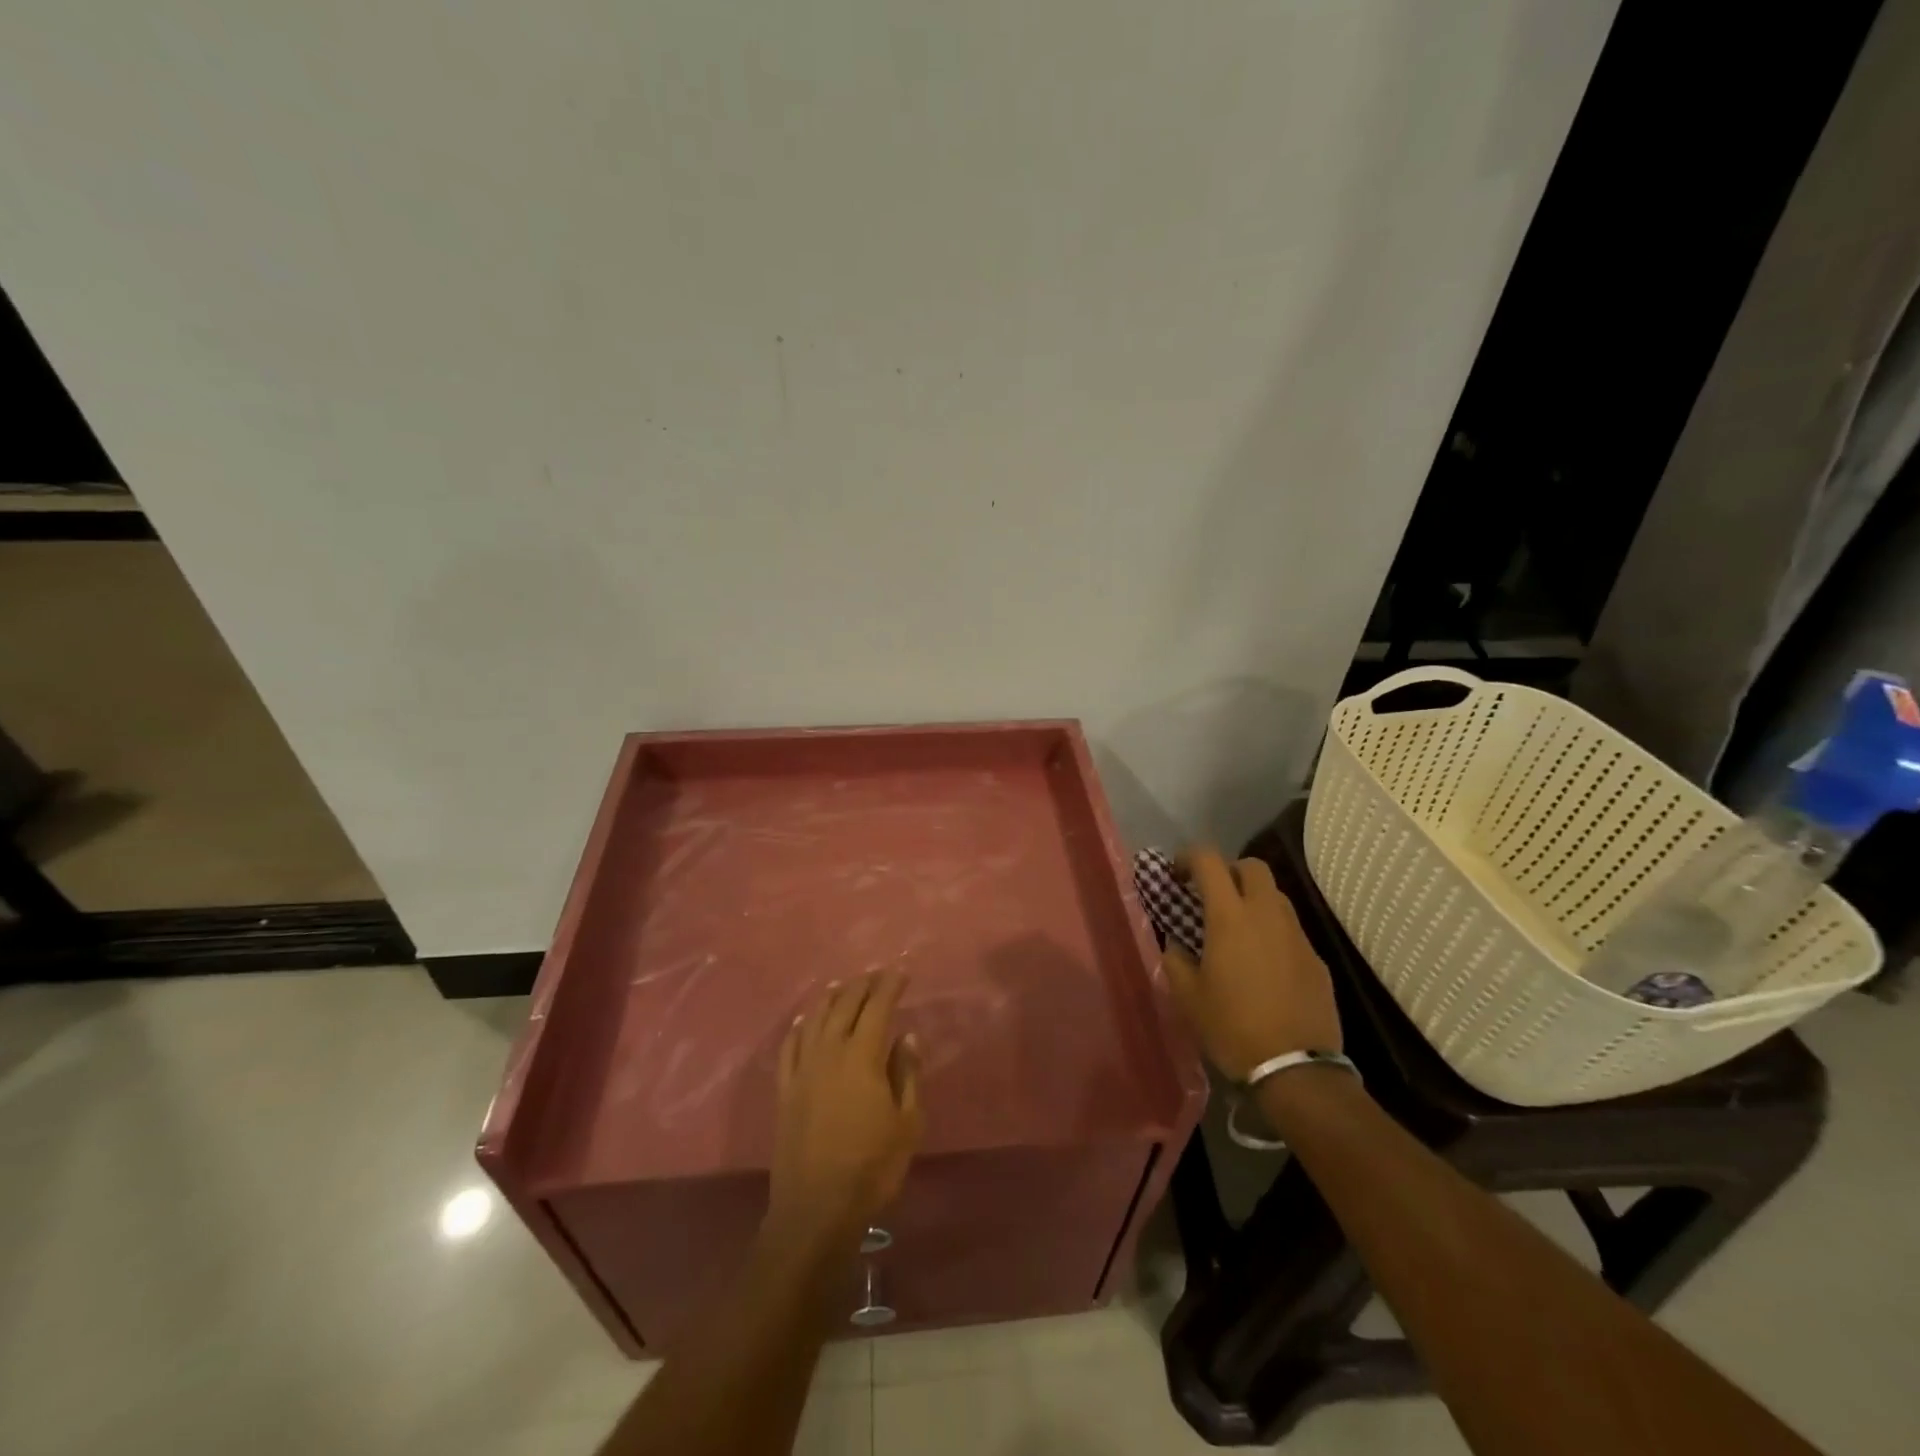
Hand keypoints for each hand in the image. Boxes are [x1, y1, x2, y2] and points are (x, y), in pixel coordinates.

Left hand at [767, 972, 922, 1251]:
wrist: (816, 1209)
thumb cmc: (872, 1167)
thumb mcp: (906, 1123)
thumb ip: (907, 1074)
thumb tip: (907, 1036)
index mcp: (861, 1057)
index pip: (877, 1008)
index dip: (889, 986)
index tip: (900, 971)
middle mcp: (829, 1052)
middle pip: (844, 1006)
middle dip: (861, 985)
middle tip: (876, 973)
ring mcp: (802, 1070)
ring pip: (814, 1019)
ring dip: (830, 998)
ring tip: (842, 985)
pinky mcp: (784, 1090)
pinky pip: (789, 1047)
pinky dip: (798, 1027)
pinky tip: (804, 1020)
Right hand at [1162, 847, 1341, 1080]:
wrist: (1296, 1069)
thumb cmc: (1232, 1028)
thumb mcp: (1188, 997)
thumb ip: (1176, 959)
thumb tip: (1176, 943)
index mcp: (1230, 917)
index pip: (1209, 862)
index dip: (1189, 858)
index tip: (1177, 874)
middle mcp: (1267, 915)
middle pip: (1253, 867)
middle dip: (1230, 871)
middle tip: (1212, 895)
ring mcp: (1297, 936)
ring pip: (1276, 896)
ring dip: (1254, 900)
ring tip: (1237, 930)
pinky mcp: (1317, 960)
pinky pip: (1291, 930)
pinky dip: (1273, 932)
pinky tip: (1263, 965)